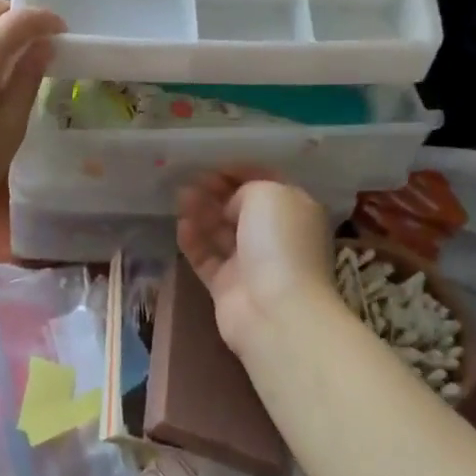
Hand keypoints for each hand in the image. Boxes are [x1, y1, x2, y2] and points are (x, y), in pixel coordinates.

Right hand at [177, 169, 340, 354]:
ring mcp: (250, 263)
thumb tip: (232, 206)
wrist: (275, 309)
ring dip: (201, 213)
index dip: (239, 172)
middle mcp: (274, 236)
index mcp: (294, 211)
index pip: (265, 184)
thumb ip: (246, 189)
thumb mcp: (268, 194)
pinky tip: (181, 225)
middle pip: (240, 208)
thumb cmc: (279, 242)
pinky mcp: (227, 286)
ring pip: (220, 232)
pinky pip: (206, 257)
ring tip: (181, 198)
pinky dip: (193, 241)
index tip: (213, 165)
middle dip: (216, 192)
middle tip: (192, 181)